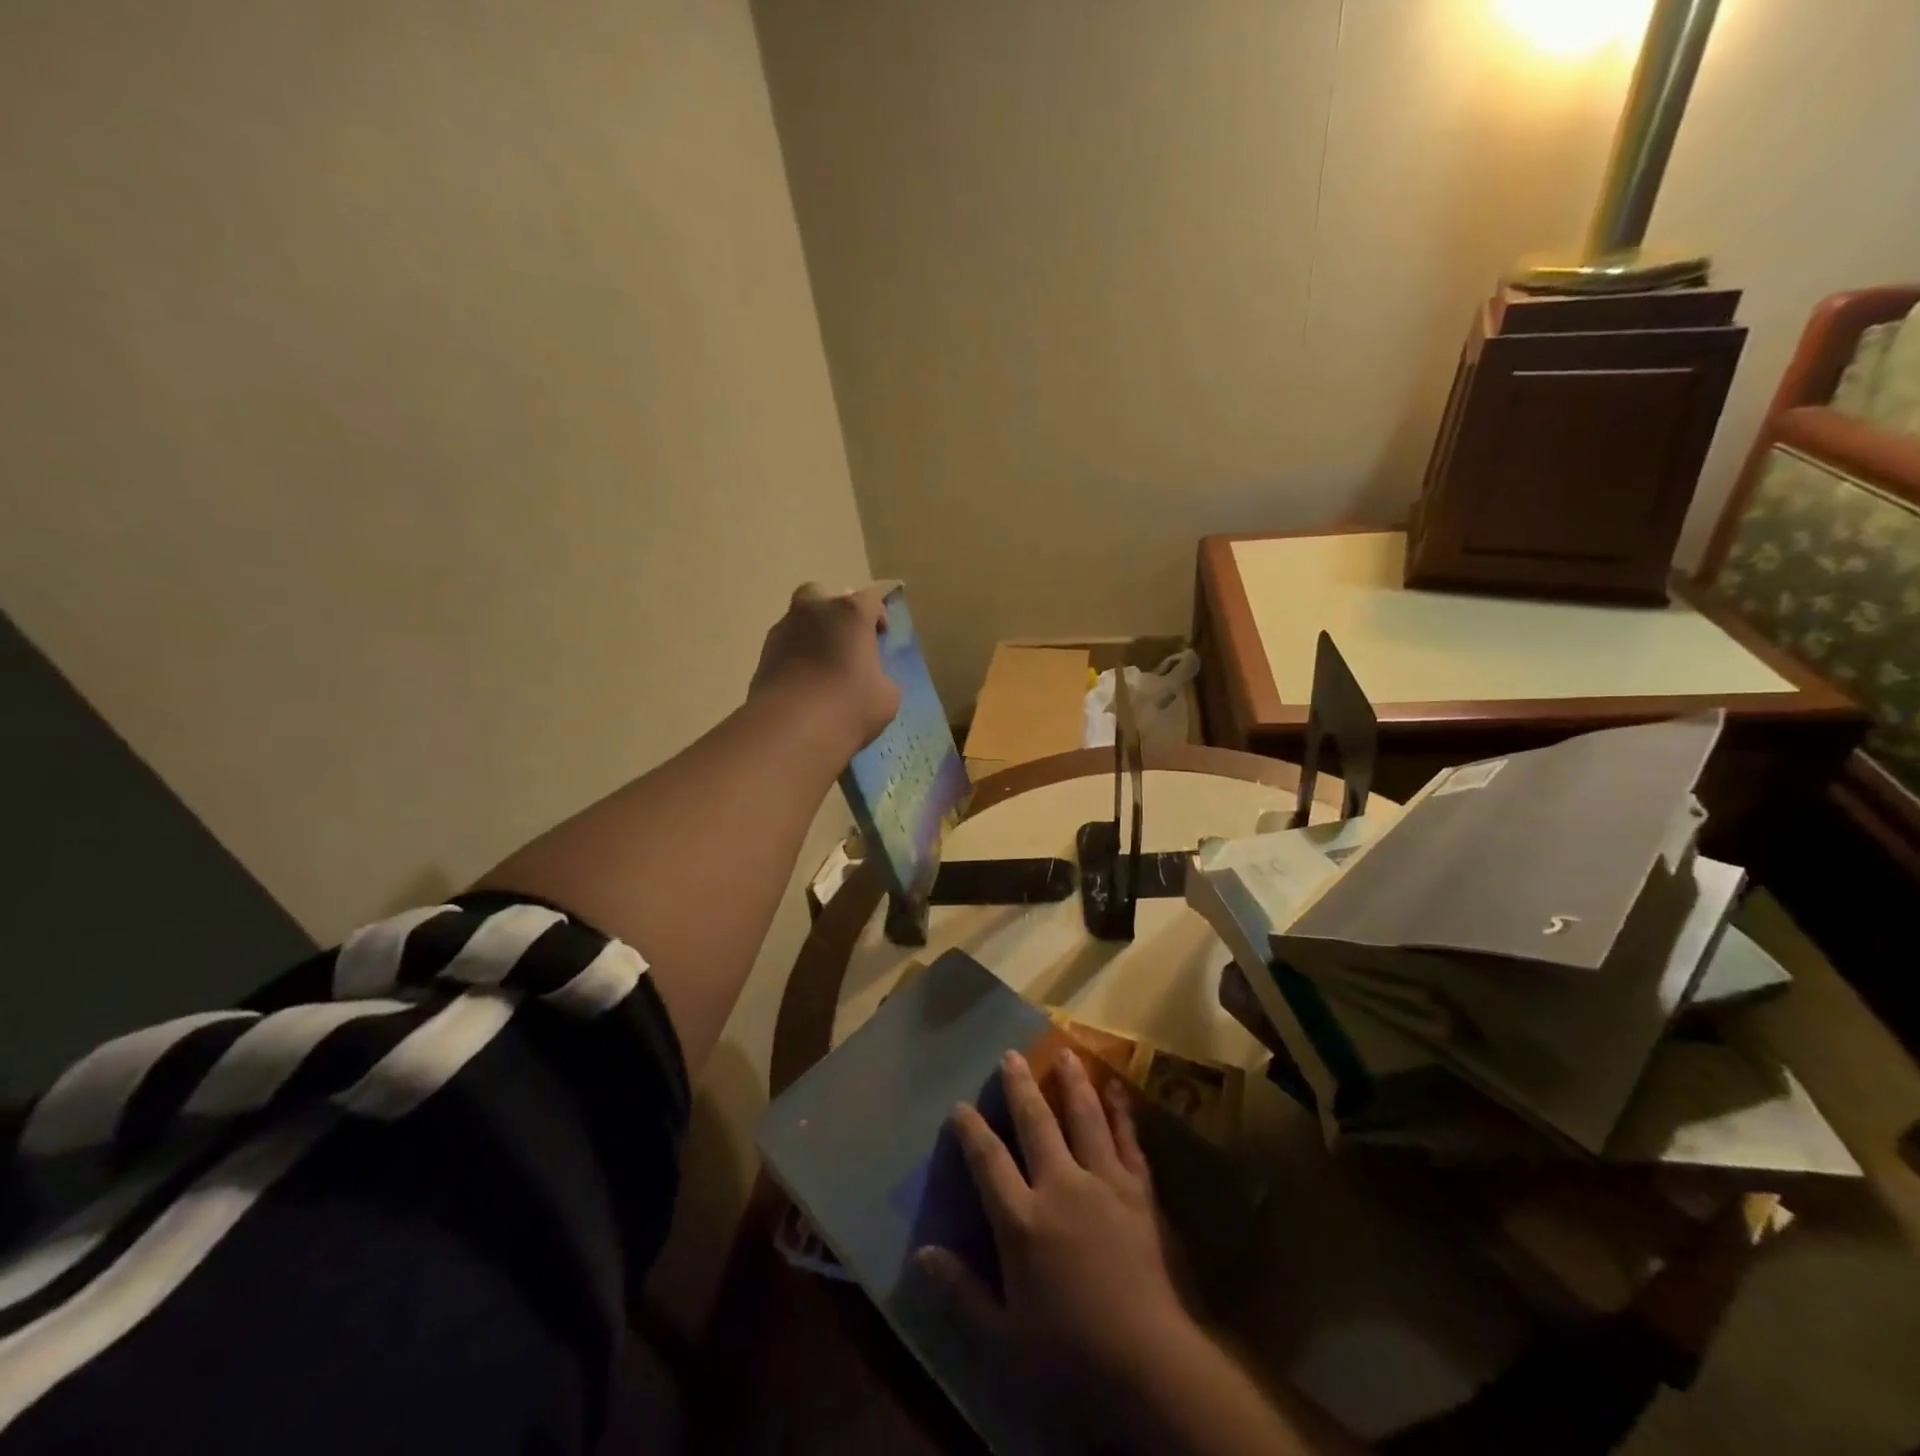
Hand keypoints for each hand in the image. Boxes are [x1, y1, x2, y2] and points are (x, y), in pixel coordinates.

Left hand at [750, 583, 899, 758]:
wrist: (791, 729)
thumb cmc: (849, 706)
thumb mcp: (887, 697)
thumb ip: (881, 678)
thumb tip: (871, 679)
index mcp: (850, 613)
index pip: (870, 599)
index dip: (877, 616)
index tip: (880, 638)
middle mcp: (814, 611)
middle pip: (822, 595)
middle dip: (833, 612)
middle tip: (844, 641)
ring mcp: (783, 631)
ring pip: (799, 621)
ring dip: (811, 636)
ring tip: (822, 670)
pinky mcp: (762, 655)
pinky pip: (784, 648)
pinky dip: (794, 659)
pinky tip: (804, 686)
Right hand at [918, 1049, 1194, 1418]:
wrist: (1148, 1367)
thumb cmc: (1069, 1357)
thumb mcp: (1002, 1338)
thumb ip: (961, 1292)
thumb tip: (922, 1254)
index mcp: (1022, 1220)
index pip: (988, 1161)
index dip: (972, 1130)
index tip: (960, 1105)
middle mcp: (1061, 1186)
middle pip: (1036, 1123)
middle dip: (1020, 1087)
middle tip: (1011, 1055)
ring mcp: (1103, 1183)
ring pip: (1084, 1118)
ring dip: (1072, 1083)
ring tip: (1064, 1052)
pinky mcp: (1138, 1192)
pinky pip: (1127, 1141)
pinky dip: (1121, 1112)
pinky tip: (1116, 1089)